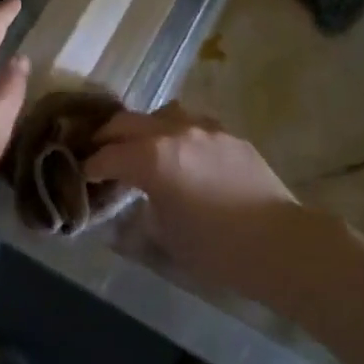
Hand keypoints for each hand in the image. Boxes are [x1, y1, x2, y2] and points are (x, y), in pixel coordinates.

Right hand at [83, 103, 304, 300]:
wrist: (279, 242)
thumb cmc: (216, 249)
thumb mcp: (165, 237)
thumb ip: (140, 213)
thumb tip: (130, 207)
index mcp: (152, 158)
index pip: (108, 156)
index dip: (91, 167)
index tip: (84, 175)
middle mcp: (174, 132)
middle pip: (127, 123)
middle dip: (108, 138)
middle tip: (99, 154)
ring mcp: (204, 128)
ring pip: (160, 114)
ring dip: (143, 129)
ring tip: (140, 148)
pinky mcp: (228, 134)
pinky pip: (191, 124)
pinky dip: (175, 134)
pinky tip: (181, 154)